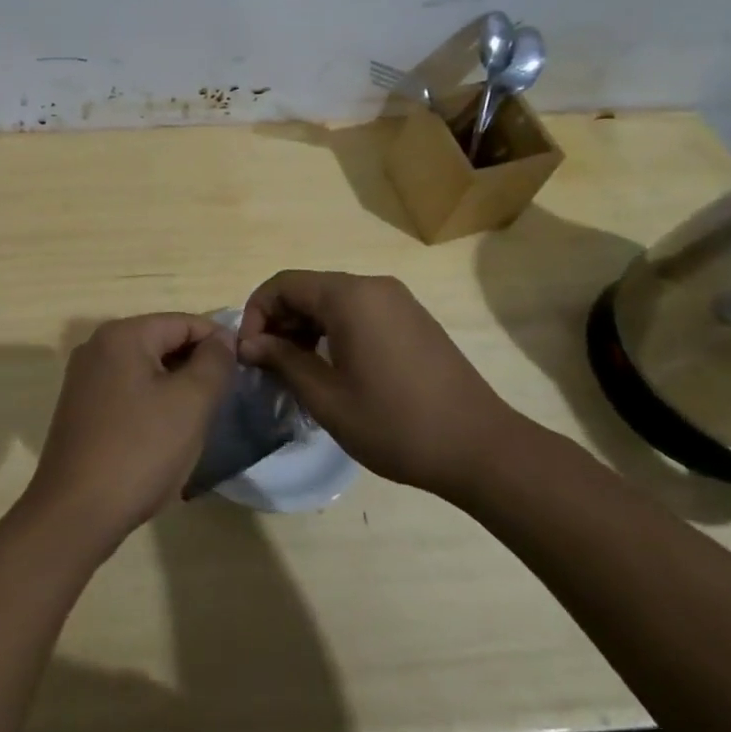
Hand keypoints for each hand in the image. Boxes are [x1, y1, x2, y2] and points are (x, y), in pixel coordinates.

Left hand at [21, 313, 234, 553]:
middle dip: (196, 365)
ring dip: (175, 386)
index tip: (243, 371)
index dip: (218, 342)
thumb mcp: (191, 403)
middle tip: (223, 399)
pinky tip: (165, 433)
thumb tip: (222, 339)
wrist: (75, 514)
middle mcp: (97, 346)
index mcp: (122, 335)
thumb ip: (214, 362)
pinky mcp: (80, 408)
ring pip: (145, 368)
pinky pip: (127, 390)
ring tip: (199, 418)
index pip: (184, 322)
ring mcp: (84, 378)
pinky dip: (152, 402)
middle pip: (162, 341)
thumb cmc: (139, 451)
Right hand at [238, 270, 529, 499]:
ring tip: (297, 371)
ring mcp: (398, 300)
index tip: (249, 353)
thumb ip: (283, 361)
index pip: (284, 284)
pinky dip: (335, 330)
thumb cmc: (396, 424)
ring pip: (334, 301)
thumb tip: (250, 343)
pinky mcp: (413, 318)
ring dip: (306, 327)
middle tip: (269, 366)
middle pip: (309, 289)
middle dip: (280, 321)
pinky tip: (334, 368)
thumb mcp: (327, 398)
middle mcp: (373, 286)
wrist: (481, 447)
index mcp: (349, 296)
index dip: (256, 313)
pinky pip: (360, 311)